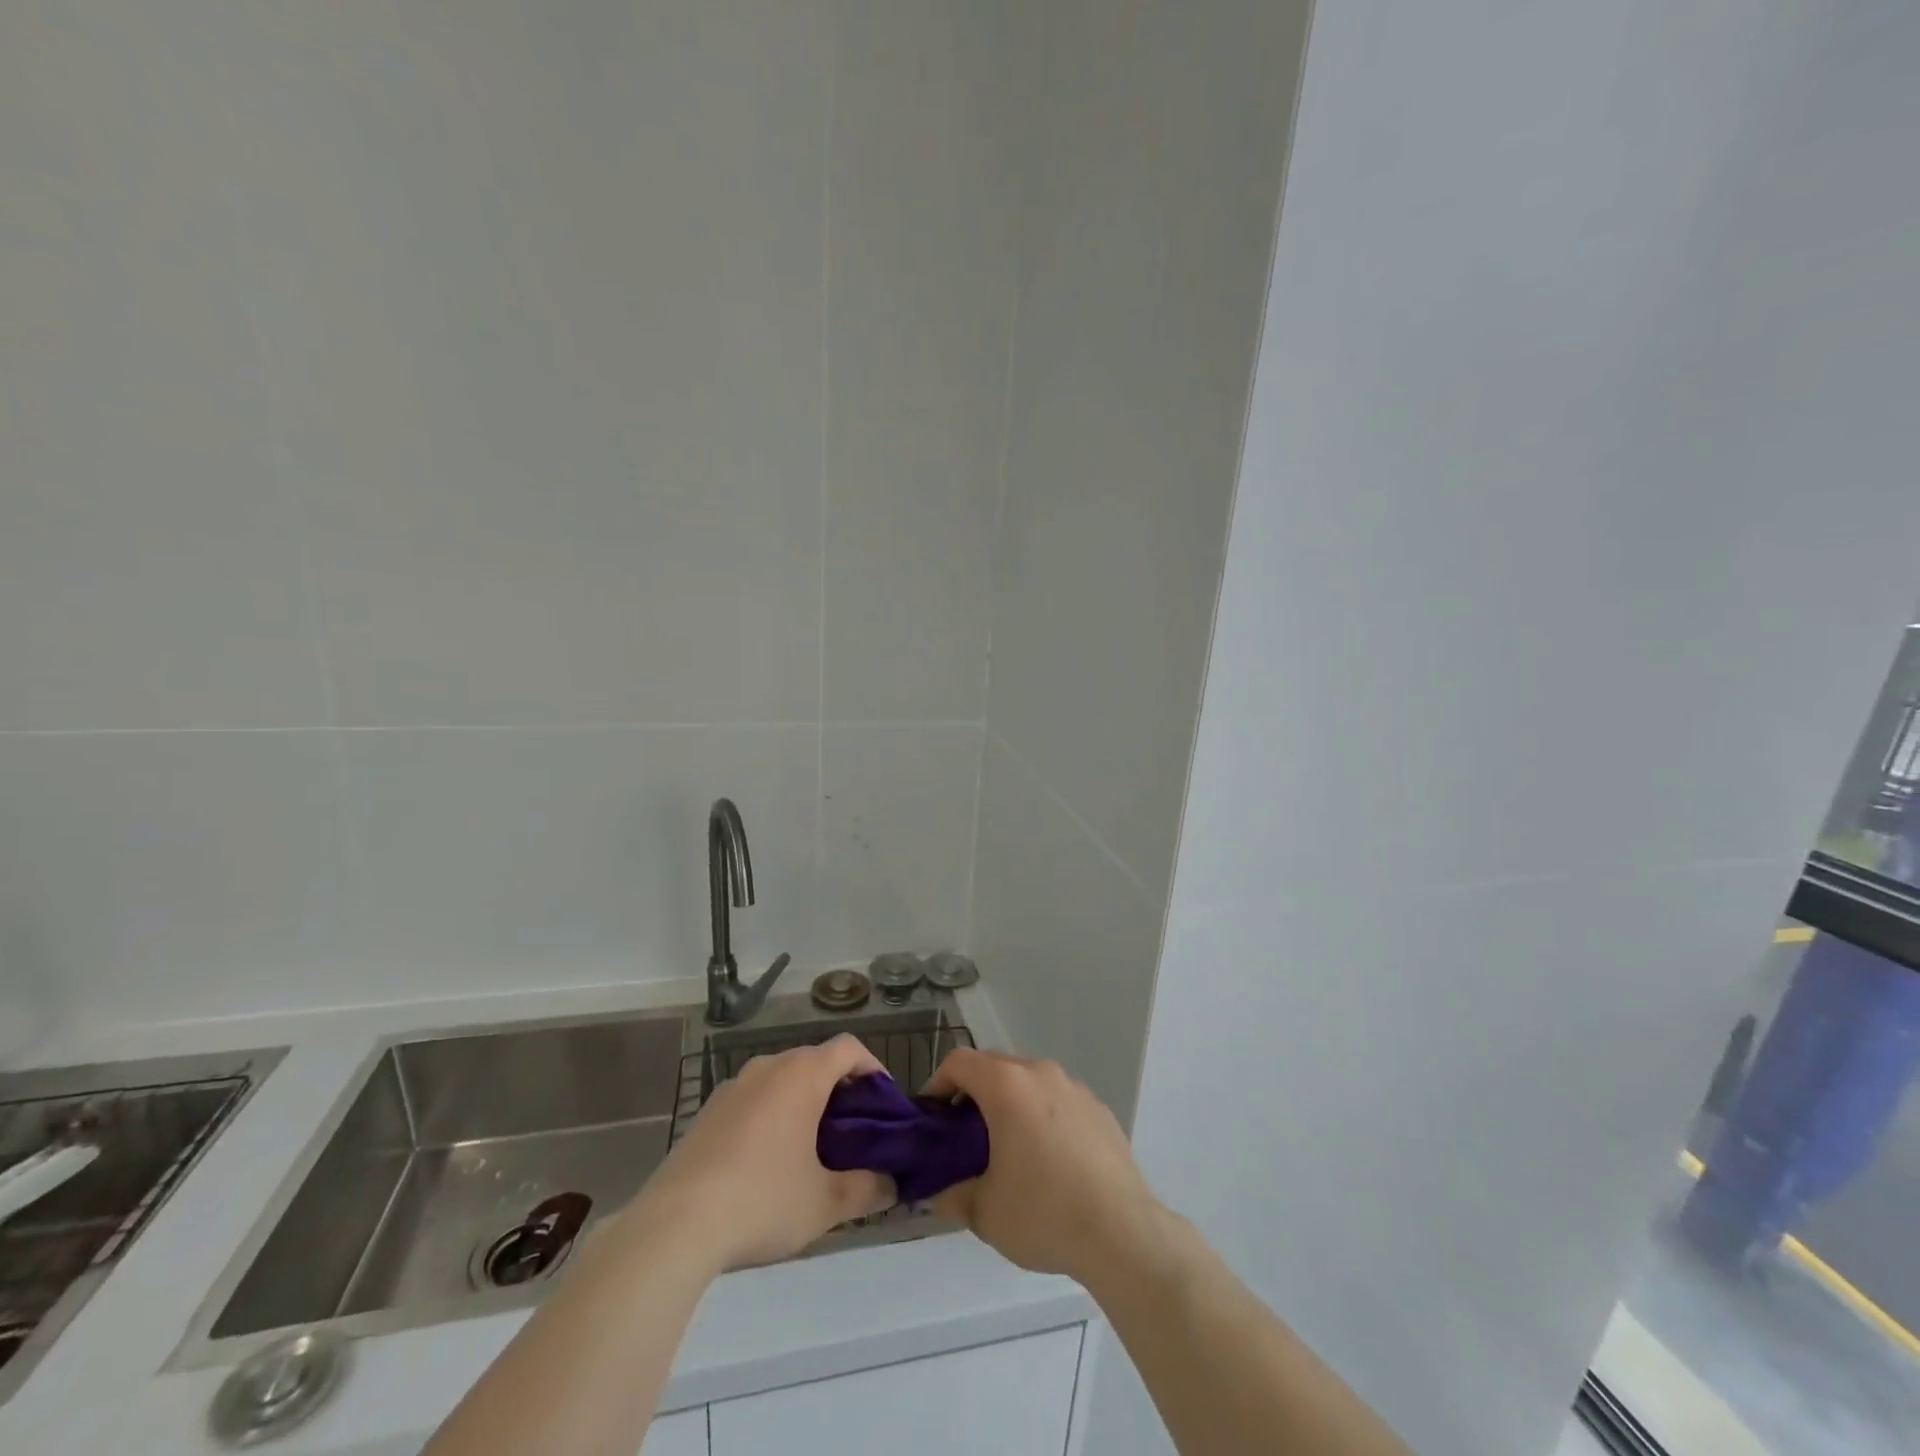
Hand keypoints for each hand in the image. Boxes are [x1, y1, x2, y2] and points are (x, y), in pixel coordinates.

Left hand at [617, 1035, 895, 1273]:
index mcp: (802, 1074)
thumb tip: (892, 1187)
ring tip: (811, 1150)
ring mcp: (732, 1087)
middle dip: (839, 1091)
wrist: (674, 1226)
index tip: (883, 1104)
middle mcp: (768, 1067)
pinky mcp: (707, 1112)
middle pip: (815, 1061)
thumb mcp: (825, 1203)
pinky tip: (766, 1164)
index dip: (873, 1068)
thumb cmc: (762, 1201)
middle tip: (853, 1133)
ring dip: (803, 1103)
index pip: (849, 1048)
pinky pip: (753, 1100)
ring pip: (781, 1080)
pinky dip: (771, 1116)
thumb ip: (867, 1189)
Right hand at [923, 1049, 1163, 1285]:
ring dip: (1009, 1103)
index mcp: (1007, 1086)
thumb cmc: (1044, 1213)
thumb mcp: (984, 1212)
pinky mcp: (1099, 1109)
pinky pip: (1058, 1100)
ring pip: (1029, 1082)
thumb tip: (937, 1192)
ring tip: (1006, 1149)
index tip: (932, 1119)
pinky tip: (1047, 1161)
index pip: (959, 1062)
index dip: (938, 1084)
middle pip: (994, 1066)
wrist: (1122, 1233)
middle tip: (962, 1137)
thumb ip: (951, 1194)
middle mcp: (1041, 1073)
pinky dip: (1042, 1116)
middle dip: (972, 1094)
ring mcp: (1075, 1088)